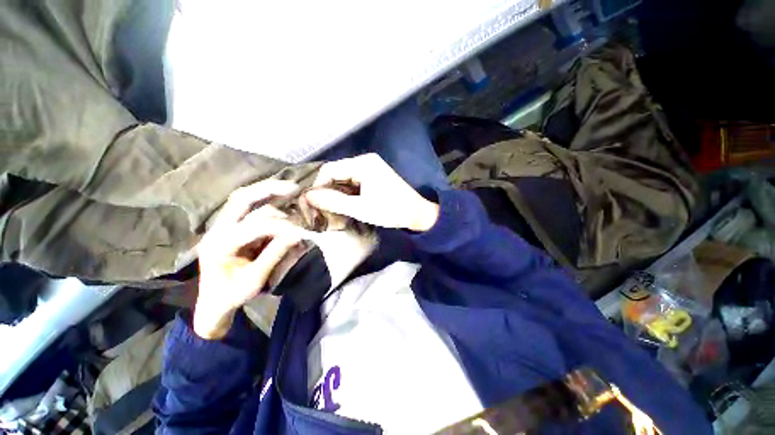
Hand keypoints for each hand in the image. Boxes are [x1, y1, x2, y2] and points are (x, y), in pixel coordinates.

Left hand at [194, 180, 302, 339]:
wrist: (212, 303)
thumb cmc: (232, 295)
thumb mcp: (255, 280)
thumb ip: (274, 255)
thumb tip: (297, 236)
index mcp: (220, 245)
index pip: (256, 226)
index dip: (282, 226)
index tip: (302, 232)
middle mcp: (218, 229)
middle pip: (241, 198)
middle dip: (269, 190)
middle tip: (295, 188)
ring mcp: (222, 226)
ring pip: (245, 200)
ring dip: (270, 196)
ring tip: (292, 195)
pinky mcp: (229, 227)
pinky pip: (247, 207)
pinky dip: (265, 201)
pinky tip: (281, 201)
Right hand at [304, 154, 439, 231]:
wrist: (416, 214)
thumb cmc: (391, 210)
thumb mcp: (360, 208)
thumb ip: (334, 202)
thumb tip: (308, 197)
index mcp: (363, 164)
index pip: (330, 169)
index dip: (317, 185)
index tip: (309, 202)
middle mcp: (365, 161)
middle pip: (336, 172)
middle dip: (326, 189)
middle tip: (316, 207)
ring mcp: (370, 168)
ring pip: (344, 178)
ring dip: (335, 192)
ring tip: (326, 207)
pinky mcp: (373, 177)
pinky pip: (353, 182)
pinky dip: (346, 193)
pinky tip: (341, 204)